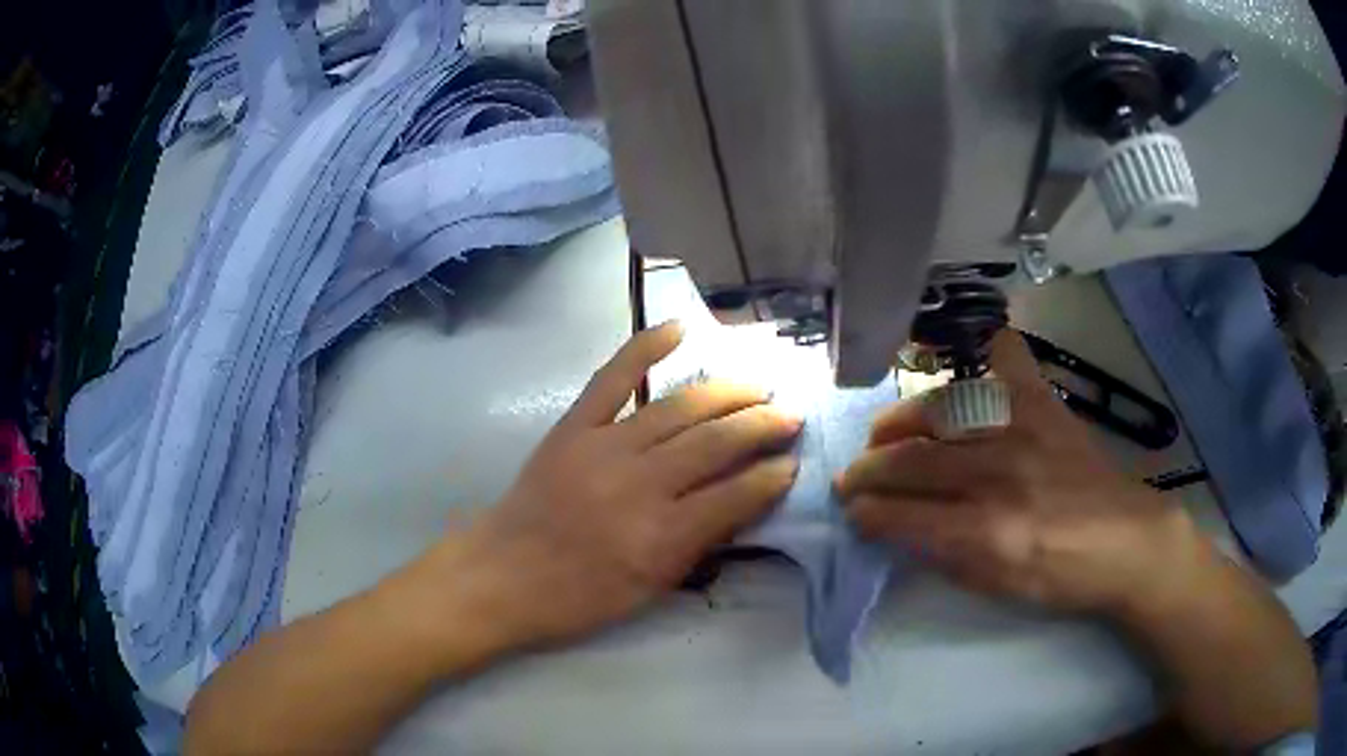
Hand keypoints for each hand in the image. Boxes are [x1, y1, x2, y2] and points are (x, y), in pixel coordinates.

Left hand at [422, 322, 802, 651]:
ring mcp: (604, 447)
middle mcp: (640, 484)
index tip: (792, 463)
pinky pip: (613, 378)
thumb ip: (698, 544)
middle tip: (789, 415)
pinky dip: (645, 347)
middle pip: (715, 443)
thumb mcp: (650, 589)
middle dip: (761, 426)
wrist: (504, 574)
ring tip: (757, 387)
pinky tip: (679, 329)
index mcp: (661, 535)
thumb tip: (742, 502)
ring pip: (680, 408)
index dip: (771, 477)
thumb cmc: (579, 596)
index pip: (735, 495)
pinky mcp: (574, 426)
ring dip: (726, 393)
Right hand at [837, 330, 1203, 616]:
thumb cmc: (1061, 576)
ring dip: (899, 422)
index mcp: (987, 532)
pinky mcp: (1045, 403)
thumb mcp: (996, 587)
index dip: (865, 513)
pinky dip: (981, 352)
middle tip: (852, 477)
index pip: (902, 515)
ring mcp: (1024, 428)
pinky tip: (964, 364)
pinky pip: (1005, 358)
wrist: (1127, 540)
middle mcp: (1000, 472)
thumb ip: (941, 554)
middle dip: (867, 470)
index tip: (850, 512)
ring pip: (940, 409)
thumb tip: (893, 526)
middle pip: (912, 460)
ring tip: (885, 434)